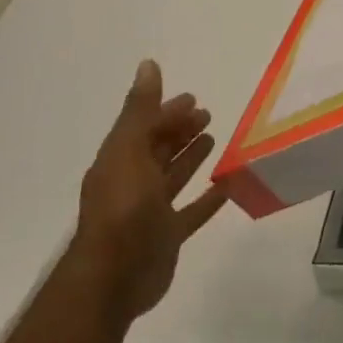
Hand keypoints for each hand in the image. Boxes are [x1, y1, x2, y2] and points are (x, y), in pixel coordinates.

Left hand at [65, 60, 229, 325]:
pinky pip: (192, 211)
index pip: (145, 127)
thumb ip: (140, 110)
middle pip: (159, 149)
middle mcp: (133, 182)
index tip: (193, 98)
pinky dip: (209, 197)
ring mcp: (150, 211)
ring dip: (191, 157)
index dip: (166, 111)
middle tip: (207, 114)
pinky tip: (228, 186)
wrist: (114, 277)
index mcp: (119, 161)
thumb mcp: (129, 150)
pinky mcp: (167, 235)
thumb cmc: (122, 208)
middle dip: (180, 130)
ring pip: (174, 176)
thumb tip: (148, 64)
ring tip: (215, 139)